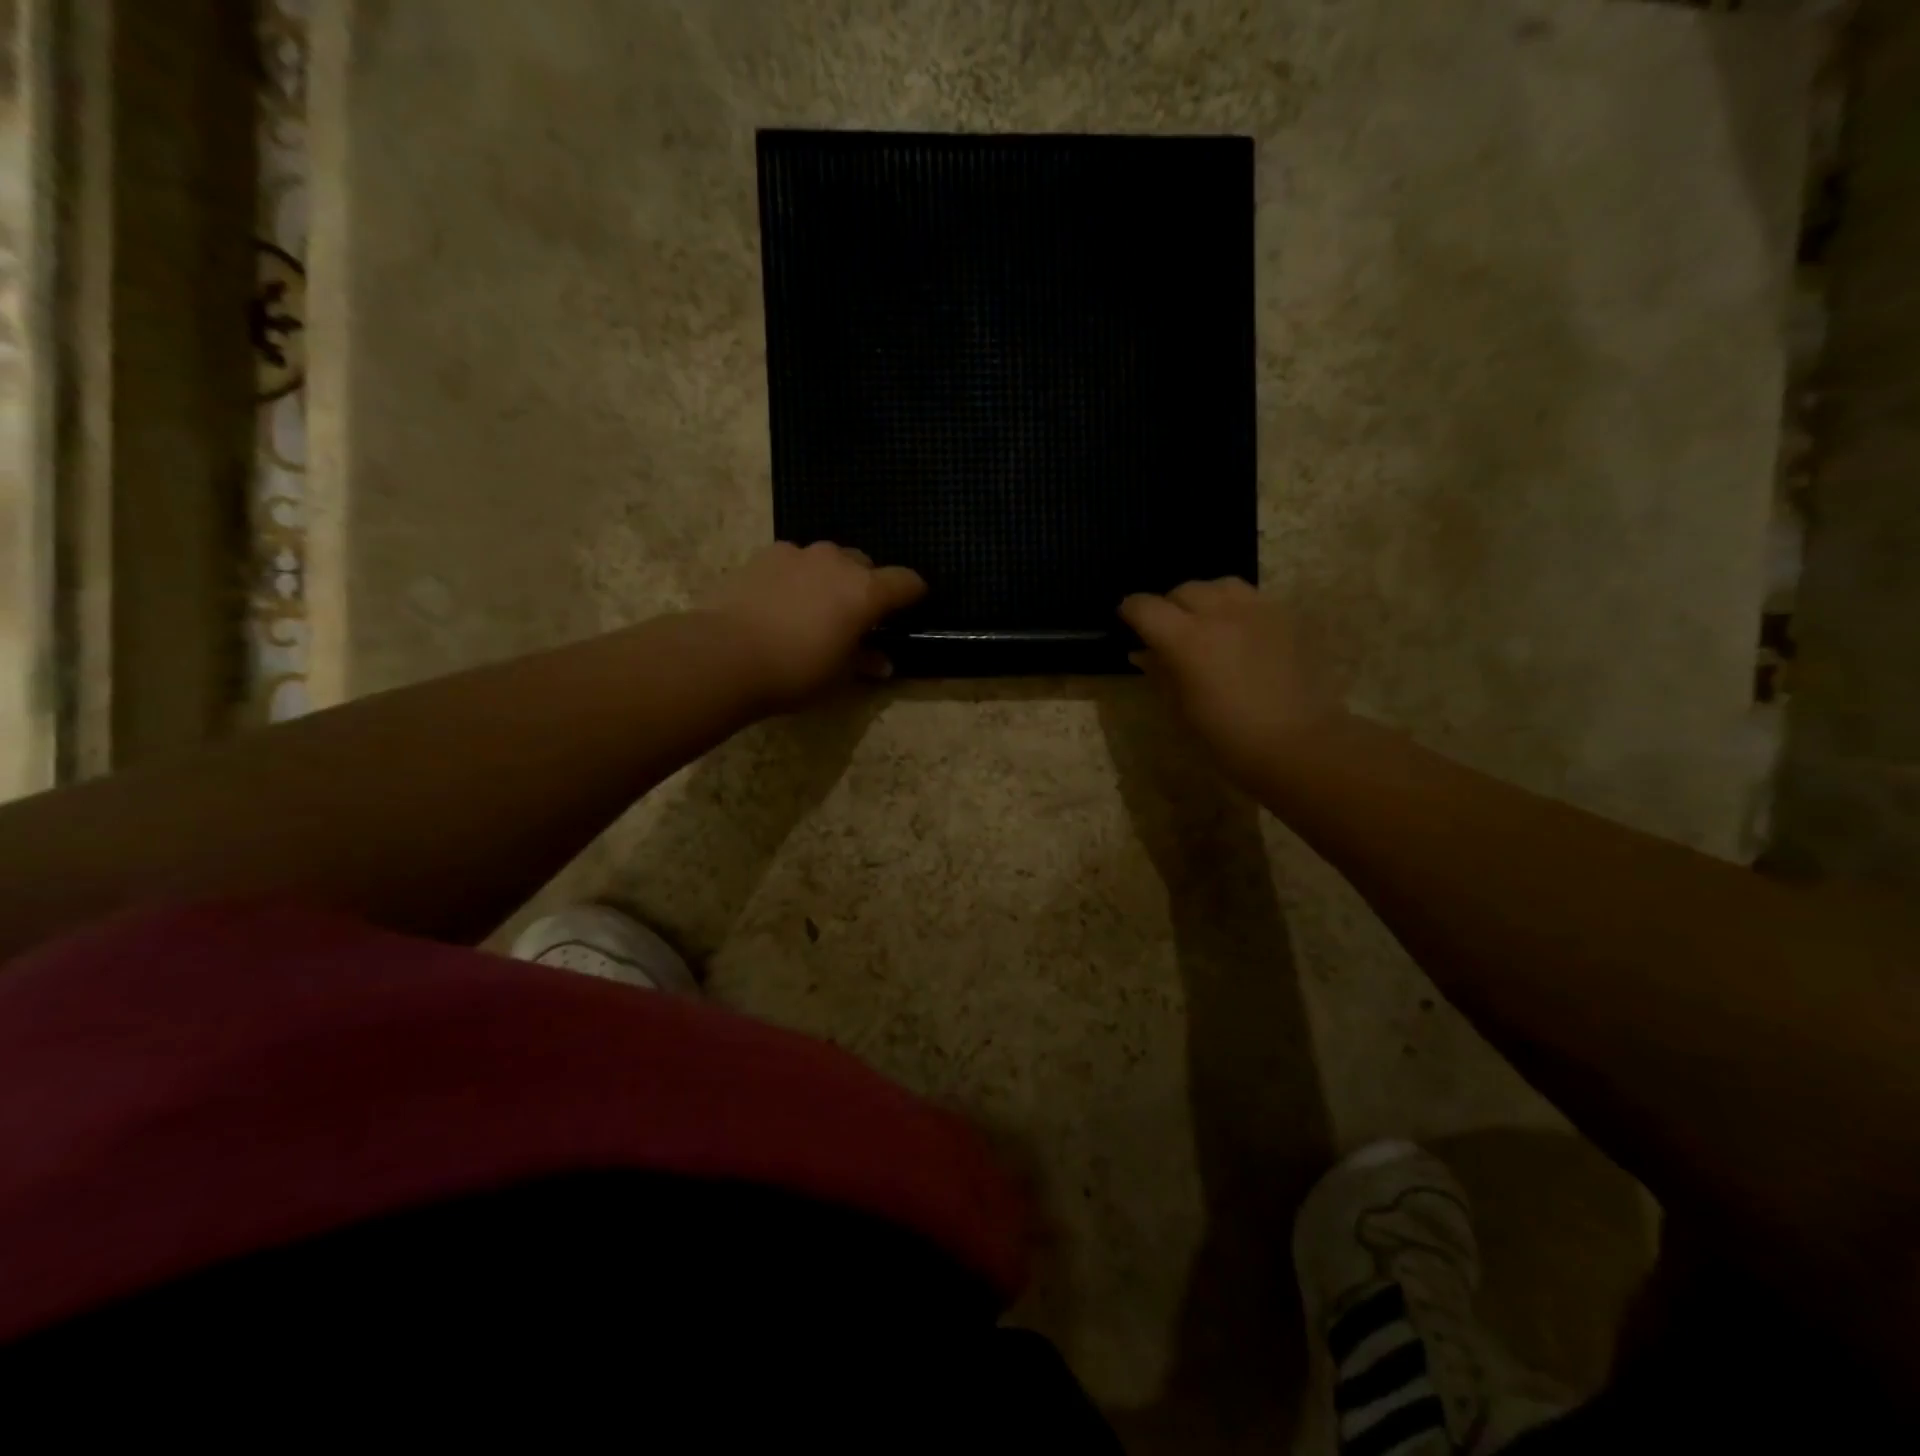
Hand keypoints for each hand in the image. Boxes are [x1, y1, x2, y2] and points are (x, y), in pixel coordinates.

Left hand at [705, 541, 925, 709]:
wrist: (726, 654)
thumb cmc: (795, 671)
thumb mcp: (838, 676)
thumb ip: (864, 662)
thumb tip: (882, 662)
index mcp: (866, 592)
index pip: (906, 581)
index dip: (913, 594)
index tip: (910, 608)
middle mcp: (838, 562)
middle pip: (865, 565)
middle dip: (866, 586)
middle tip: (854, 617)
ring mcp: (799, 554)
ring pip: (828, 559)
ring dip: (830, 578)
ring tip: (815, 607)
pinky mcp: (765, 555)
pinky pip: (794, 561)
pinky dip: (797, 576)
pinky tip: (781, 601)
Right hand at [1119, 579, 1345, 785]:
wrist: (1299, 744)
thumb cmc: (1228, 738)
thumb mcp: (1181, 709)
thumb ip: (1160, 672)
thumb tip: (1144, 652)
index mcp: (1186, 640)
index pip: (1145, 607)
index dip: (1131, 611)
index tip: (1127, 622)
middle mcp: (1220, 613)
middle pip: (1183, 590)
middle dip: (1168, 606)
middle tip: (1167, 630)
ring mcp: (1257, 610)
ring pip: (1220, 585)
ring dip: (1204, 599)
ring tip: (1205, 622)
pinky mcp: (1285, 616)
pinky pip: (1251, 597)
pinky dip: (1235, 607)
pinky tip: (1238, 632)